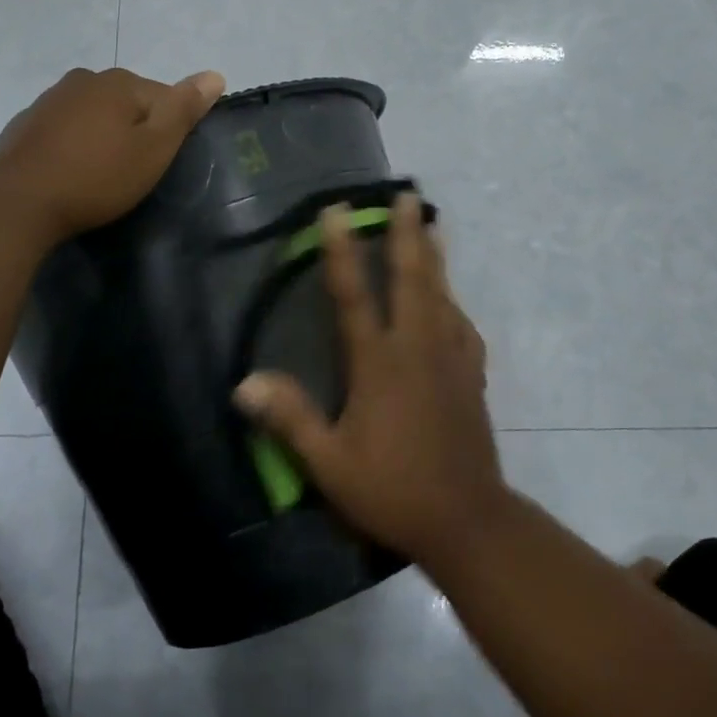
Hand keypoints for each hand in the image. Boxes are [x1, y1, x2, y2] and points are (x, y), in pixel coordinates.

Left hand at [0, 67, 225, 243]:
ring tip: (101, 175)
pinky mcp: (25, 124)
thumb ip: (184, 110)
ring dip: (102, 137)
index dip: (168, 132)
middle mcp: (83, 80)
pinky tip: (70, 173)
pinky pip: (64, 130)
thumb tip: (215, 75)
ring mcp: (49, 100)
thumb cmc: (96, 177)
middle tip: (132, 172)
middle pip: (126, 103)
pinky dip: (73, 145)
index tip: (159, 163)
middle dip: (134, 130)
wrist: (17, 203)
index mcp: (119, 82)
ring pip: (93, 115)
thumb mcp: (153, 149)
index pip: (163, 97)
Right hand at [232, 194, 507, 566]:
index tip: (337, 209)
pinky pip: (462, 325)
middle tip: (407, 195)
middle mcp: (418, 348)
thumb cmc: (393, 490)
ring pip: (442, 294)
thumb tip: (244, 383)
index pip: (355, 295)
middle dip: (407, 234)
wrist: (468, 521)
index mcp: (380, 363)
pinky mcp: (472, 377)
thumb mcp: (330, 464)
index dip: (343, 250)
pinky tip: (450, 299)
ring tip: (431, 225)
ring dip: (434, 256)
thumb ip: (290, 419)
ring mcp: (451, 359)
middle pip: (412, 278)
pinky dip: (453, 301)